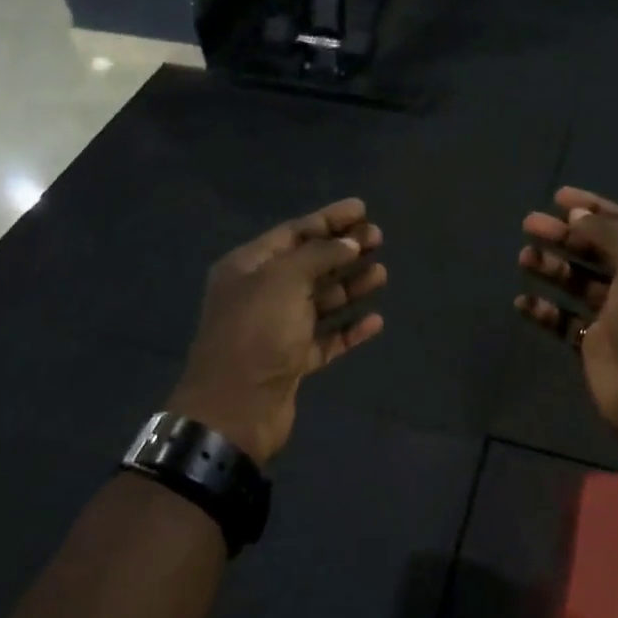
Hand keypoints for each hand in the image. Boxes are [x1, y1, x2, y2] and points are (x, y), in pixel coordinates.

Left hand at [172, 199, 385, 465]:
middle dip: (343, 250)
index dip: (328, 219)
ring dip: (350, 286)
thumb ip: (318, 256)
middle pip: (309, 265)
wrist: (235, 409)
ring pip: (320, 301)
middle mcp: (261, 294)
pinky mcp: (292, 361)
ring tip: (382, 273)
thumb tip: (348, 243)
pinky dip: (349, 328)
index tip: (362, 208)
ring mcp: (277, 330)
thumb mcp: (284, 281)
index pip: (293, 233)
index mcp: (248, 267)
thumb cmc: (256, 333)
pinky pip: (326, 338)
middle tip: (378, 237)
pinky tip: (375, 320)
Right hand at [515, 187, 617, 448]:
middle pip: (596, 251)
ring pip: (578, 284)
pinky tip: (522, 302)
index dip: (594, 208)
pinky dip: (544, 310)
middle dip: (565, 236)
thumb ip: (608, 235)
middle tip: (529, 225)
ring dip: (552, 268)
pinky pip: (565, 321)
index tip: (558, 198)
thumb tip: (577, 215)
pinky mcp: (595, 345)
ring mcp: (616, 316)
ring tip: (524, 258)